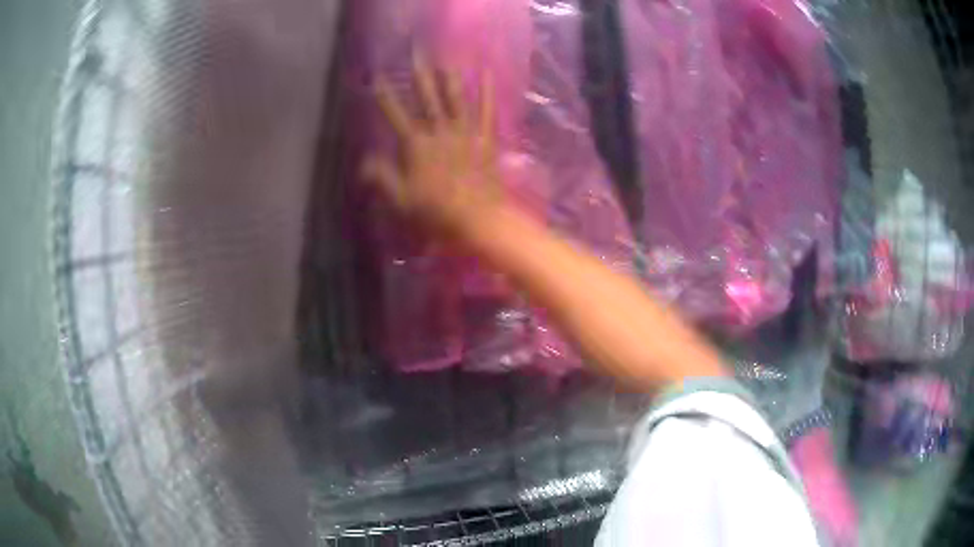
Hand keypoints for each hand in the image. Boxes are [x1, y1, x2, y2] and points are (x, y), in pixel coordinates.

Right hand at [362, 56, 504, 241]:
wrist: (478, 219)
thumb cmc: (436, 212)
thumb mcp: (400, 200)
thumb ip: (381, 177)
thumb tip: (362, 162)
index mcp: (416, 145)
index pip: (395, 114)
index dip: (385, 95)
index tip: (377, 76)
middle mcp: (439, 130)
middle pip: (426, 96)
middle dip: (419, 72)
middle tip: (416, 50)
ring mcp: (464, 131)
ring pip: (454, 98)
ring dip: (448, 76)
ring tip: (445, 57)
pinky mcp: (485, 137)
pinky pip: (486, 110)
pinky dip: (487, 91)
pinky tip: (486, 73)